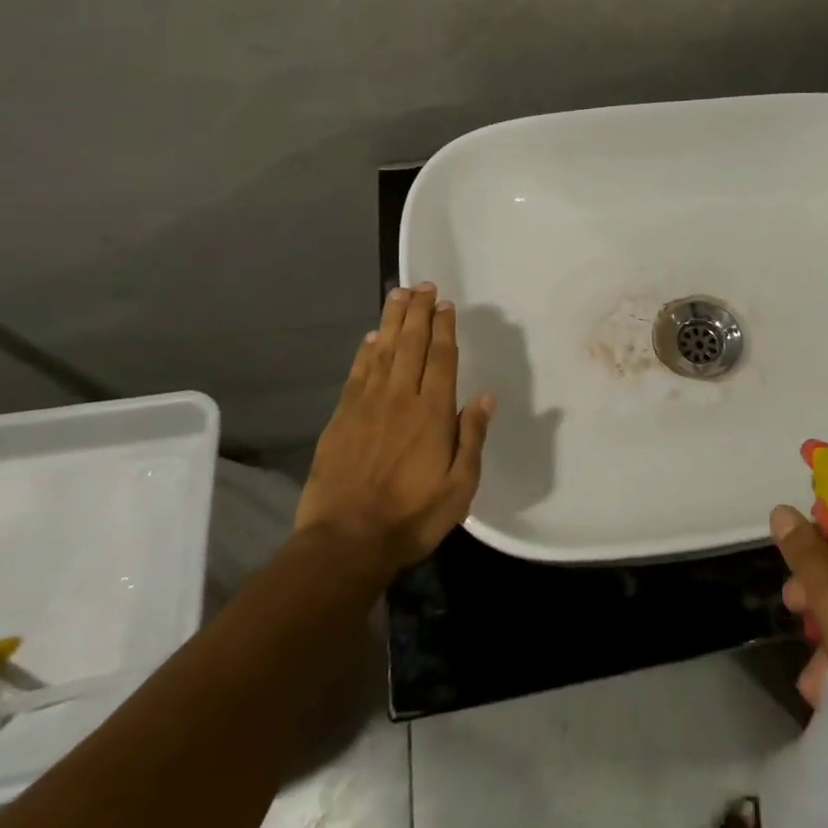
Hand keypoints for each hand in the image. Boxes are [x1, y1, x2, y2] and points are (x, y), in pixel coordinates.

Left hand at [294, 283, 494, 570]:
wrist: (345, 542)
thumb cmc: (412, 517)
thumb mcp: (460, 487)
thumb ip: (472, 438)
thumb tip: (486, 397)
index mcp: (433, 413)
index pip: (441, 358)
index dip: (444, 328)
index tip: (445, 304)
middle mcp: (400, 398)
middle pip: (411, 344)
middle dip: (419, 312)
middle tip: (423, 285)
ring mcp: (367, 405)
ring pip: (383, 350)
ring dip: (392, 320)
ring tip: (399, 294)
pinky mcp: (341, 417)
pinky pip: (357, 373)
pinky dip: (365, 351)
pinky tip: (371, 336)